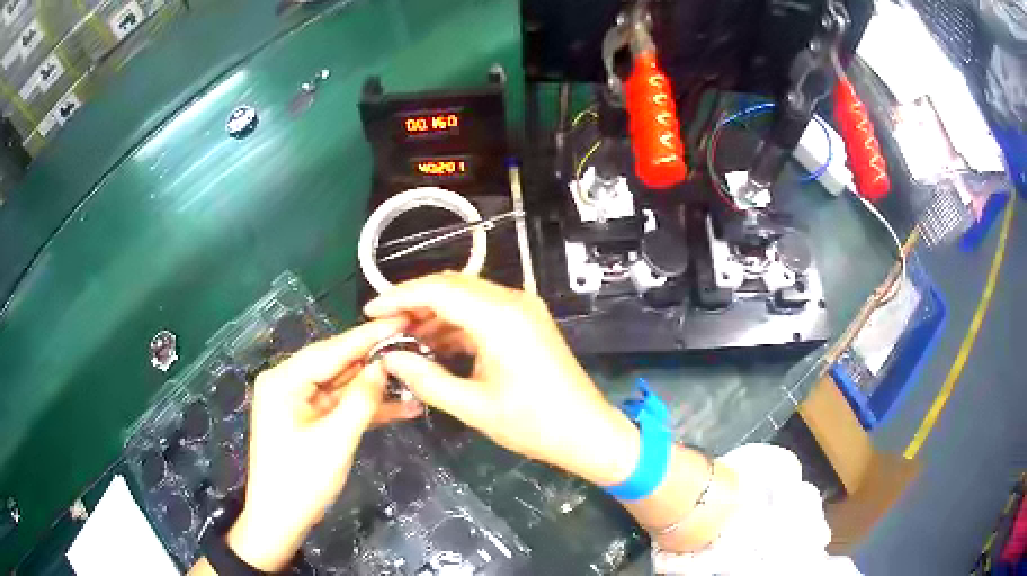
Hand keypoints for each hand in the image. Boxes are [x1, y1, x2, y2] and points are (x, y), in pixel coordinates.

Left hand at [227, 318, 420, 571]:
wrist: (280, 520)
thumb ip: (361, 400)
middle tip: (414, 344)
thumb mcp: (335, 440)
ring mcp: (299, 402)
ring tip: (416, 376)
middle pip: (337, 365)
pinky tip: (401, 407)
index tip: (402, 319)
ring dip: (376, 387)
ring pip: (343, 386)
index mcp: (284, 380)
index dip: (368, 336)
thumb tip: (384, 366)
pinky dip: (366, 408)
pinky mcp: (309, 420)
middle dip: (375, 360)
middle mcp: (288, 383)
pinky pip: (341, 406)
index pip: (331, 350)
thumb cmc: (301, 480)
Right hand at [364, 272, 639, 487]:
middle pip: (451, 286)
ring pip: (466, 298)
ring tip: (403, 339)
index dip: (399, 297)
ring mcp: (522, 309)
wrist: (586, 432)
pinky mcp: (525, 322)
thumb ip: (426, 379)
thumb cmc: (533, 424)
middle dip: (414, 303)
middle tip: (383, 327)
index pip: (438, 290)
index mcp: (500, 317)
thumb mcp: (473, 407)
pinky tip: (434, 345)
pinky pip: (482, 312)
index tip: (370, 311)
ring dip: (434, 314)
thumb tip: (388, 359)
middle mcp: (512, 301)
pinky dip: (455, 325)